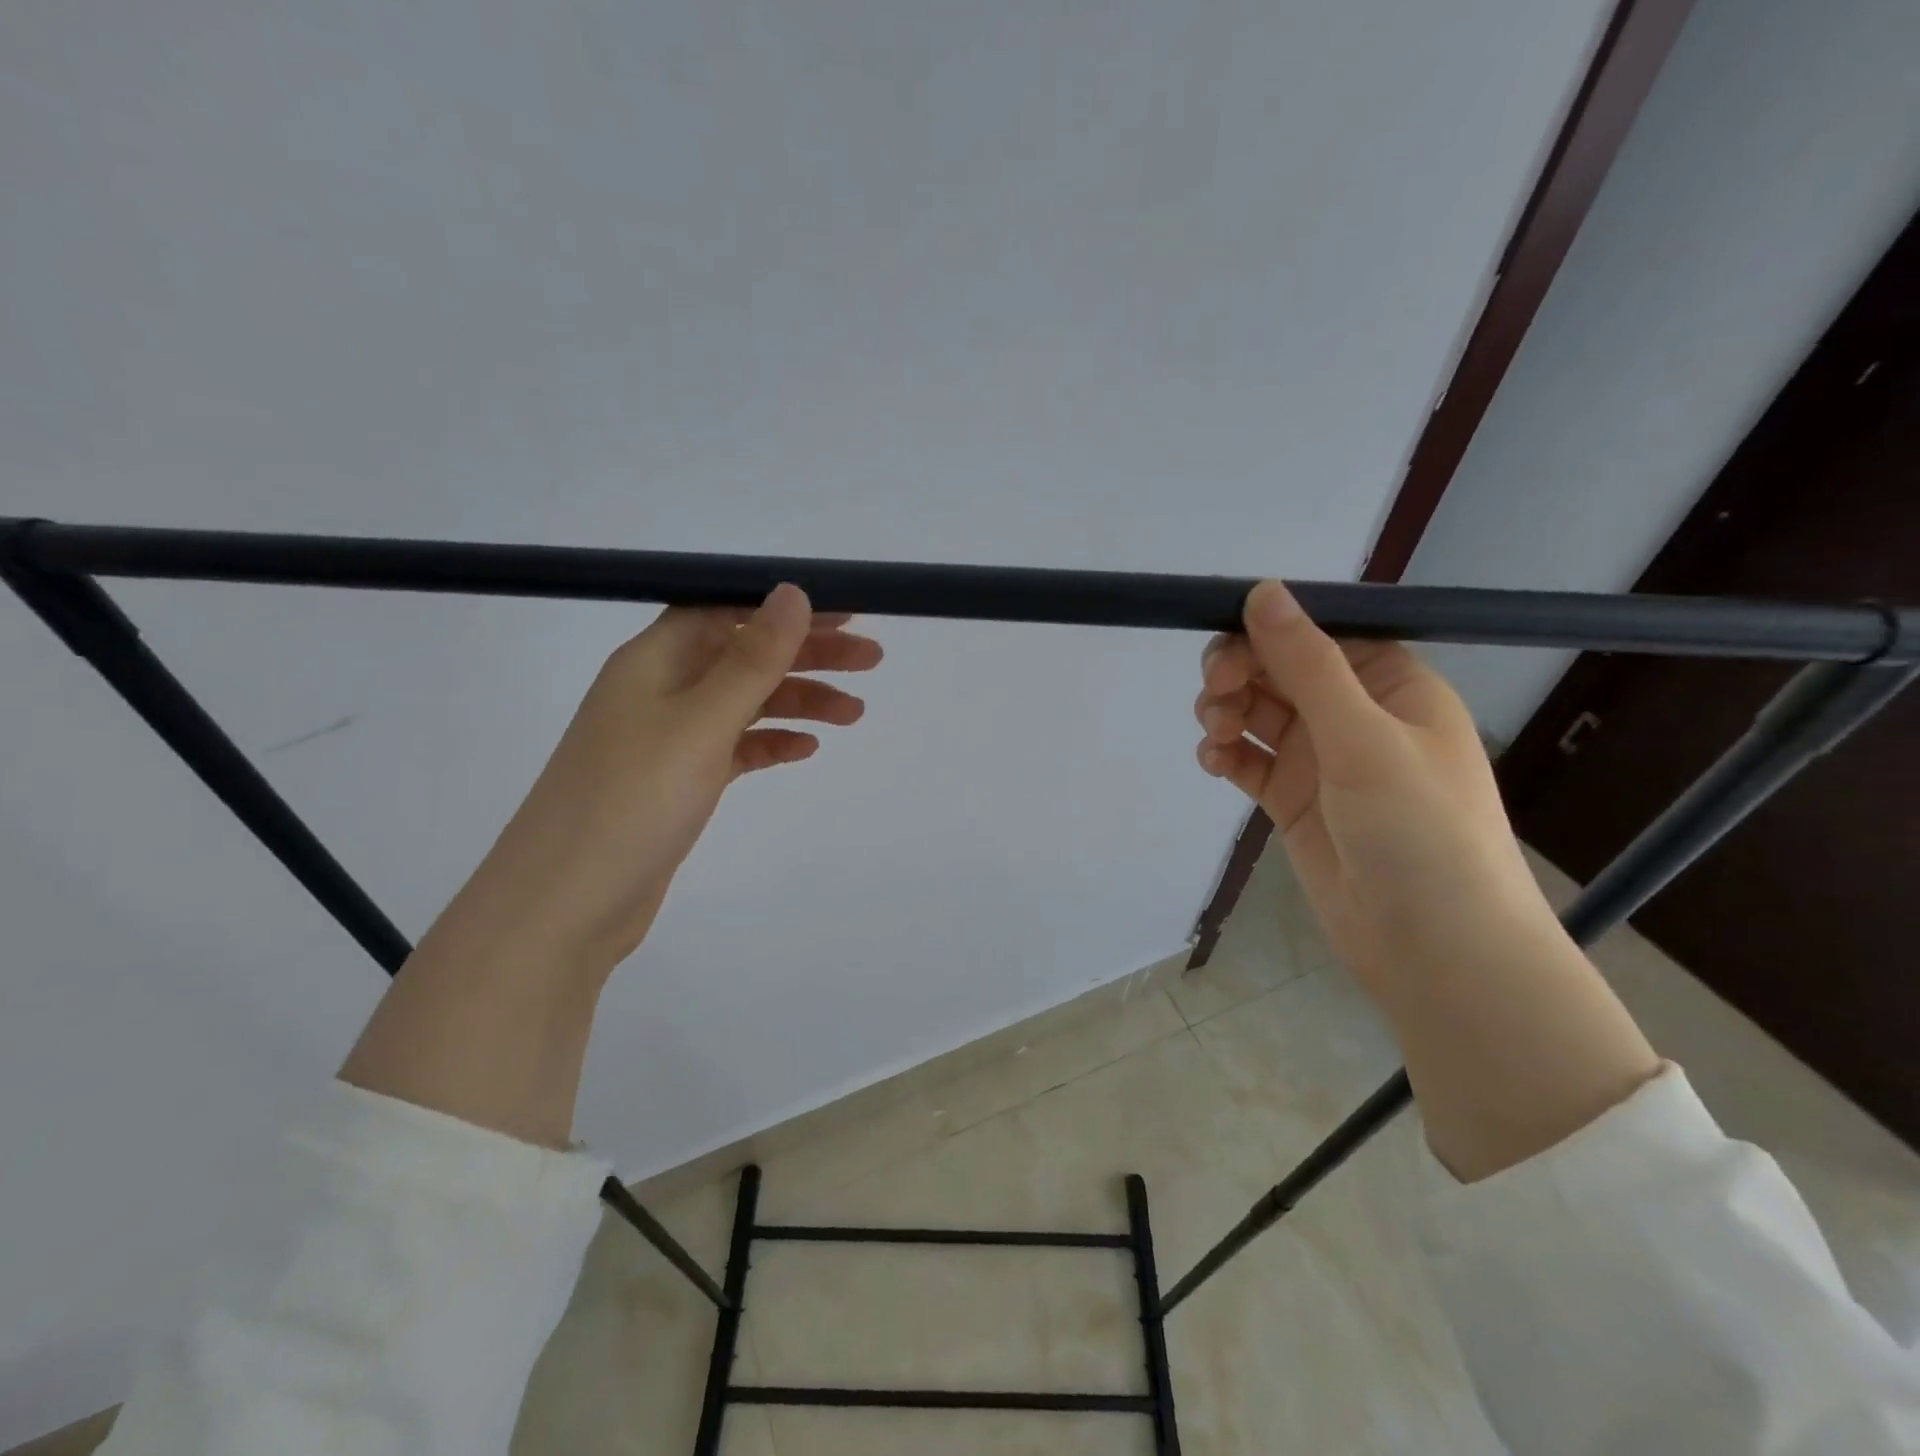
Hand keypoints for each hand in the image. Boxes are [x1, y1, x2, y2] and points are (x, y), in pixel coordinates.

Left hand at [442, 584, 881, 978]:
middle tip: (871, 661)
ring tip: (855, 714)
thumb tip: (792, 592)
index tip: (845, 614)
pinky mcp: (679, 781)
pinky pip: (735, 747)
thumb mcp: (700, 723)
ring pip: (745, 703)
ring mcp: (669, 738)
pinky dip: (771, 742)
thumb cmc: (632, 801)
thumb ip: (752, 660)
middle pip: (744, 654)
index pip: (727, 610)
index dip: (785, 607)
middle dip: (807, 654)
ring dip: (799, 701)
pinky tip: (806, 749)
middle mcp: (661, 689)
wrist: (565, 905)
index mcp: (655, 660)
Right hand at [1194, 581, 1659, 1179]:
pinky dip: (1226, 754)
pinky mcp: (1293, 801)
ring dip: (1228, 712)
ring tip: (1215, 733)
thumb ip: (1307, 664)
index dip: (1270, 630)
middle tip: (1216, 692)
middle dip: (1241, 673)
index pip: (1320, 634)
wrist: (1434, 950)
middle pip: (1280, 670)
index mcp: (1392, 686)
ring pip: (1258, 713)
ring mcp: (1322, 760)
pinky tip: (1214, 762)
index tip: (1228, 644)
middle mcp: (1355, 715)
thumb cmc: (1419, 831)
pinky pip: (1249, 761)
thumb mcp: (1363, 738)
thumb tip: (1263, 590)